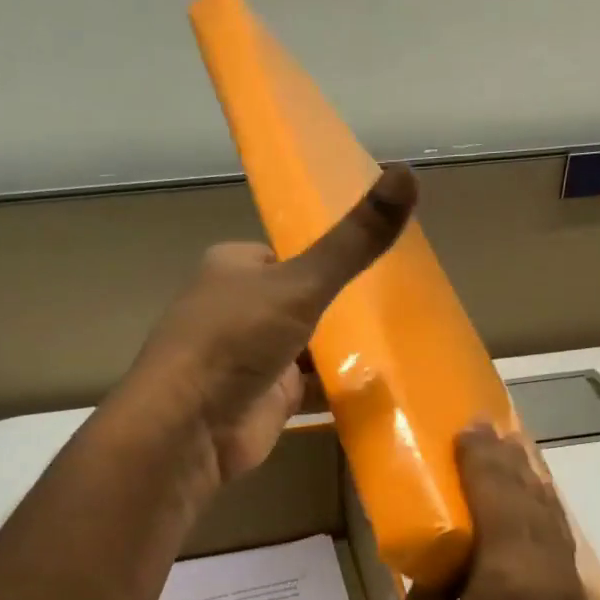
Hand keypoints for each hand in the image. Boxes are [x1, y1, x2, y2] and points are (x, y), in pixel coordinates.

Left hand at [117, 164, 416, 491]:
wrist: (191, 427)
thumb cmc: (235, 340)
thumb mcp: (300, 283)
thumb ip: (353, 243)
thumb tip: (407, 172)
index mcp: (233, 269)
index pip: (285, 255)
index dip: (322, 259)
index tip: (370, 262)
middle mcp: (238, 311)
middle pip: (298, 302)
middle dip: (338, 308)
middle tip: (395, 307)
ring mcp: (251, 360)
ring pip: (306, 348)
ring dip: (341, 351)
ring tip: (400, 344)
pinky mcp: (265, 402)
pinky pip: (311, 390)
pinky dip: (338, 389)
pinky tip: (379, 388)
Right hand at [399, 424, 589, 599]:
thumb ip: (430, 579)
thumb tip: (440, 551)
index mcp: (509, 574)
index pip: (498, 495)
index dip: (480, 458)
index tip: (464, 426)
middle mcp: (547, 568)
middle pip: (530, 495)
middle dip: (505, 458)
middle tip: (481, 427)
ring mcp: (565, 584)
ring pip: (549, 513)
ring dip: (525, 479)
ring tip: (503, 452)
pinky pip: (553, 536)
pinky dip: (536, 507)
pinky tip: (521, 500)